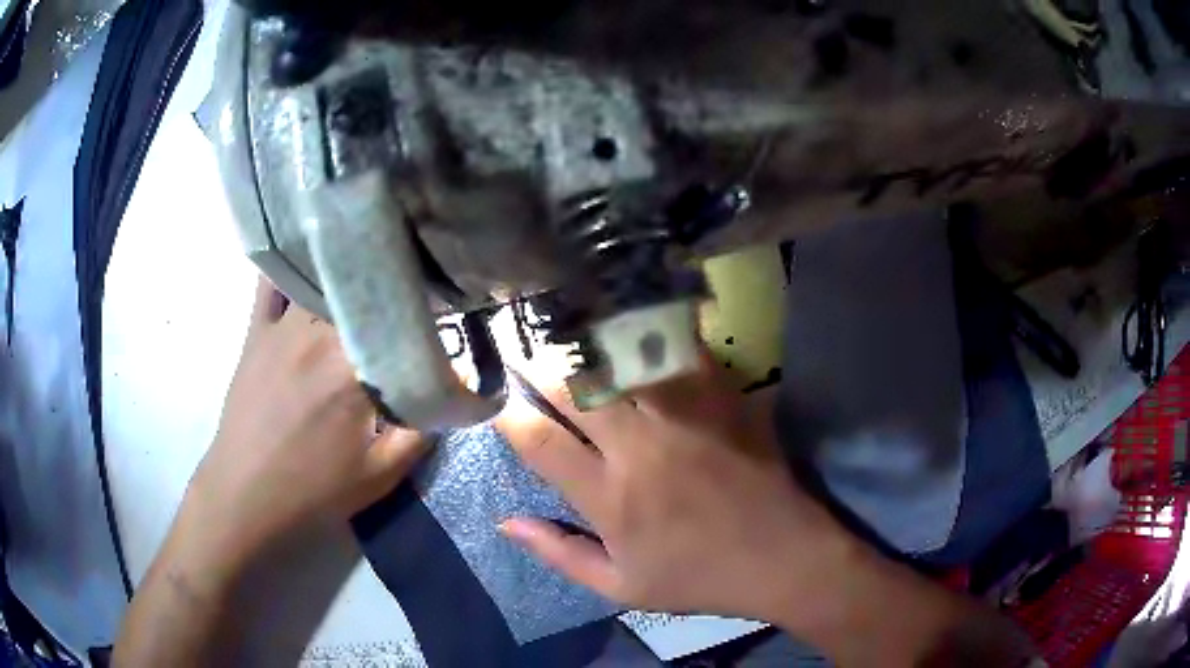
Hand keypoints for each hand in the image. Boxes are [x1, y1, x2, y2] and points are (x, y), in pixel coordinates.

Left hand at [183, 278, 428, 569]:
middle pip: (365, 294)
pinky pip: (273, 282)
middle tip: (411, 296)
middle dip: (392, 292)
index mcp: (353, 369)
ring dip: (350, 279)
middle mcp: (319, 333)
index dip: (429, 313)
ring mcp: (283, 326)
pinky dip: (292, 266)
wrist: (245, 497)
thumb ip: (422, 431)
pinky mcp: (257, 330)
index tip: (446, 315)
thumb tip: (453, 389)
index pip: (402, 321)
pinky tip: (309, 258)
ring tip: (370, 274)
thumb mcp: (381, 476)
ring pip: (324, 280)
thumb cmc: (314, 492)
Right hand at [495, 352, 862, 624]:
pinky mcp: (722, 399)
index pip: (540, 443)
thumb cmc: (698, 578)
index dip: (509, 415)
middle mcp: (639, 448)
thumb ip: (559, 554)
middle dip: (541, 369)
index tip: (497, 400)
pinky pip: (680, 352)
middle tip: (526, 356)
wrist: (782, 557)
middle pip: (575, 388)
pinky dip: (653, 335)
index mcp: (610, 498)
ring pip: (622, 361)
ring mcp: (684, 417)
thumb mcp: (620, 587)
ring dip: (589, 346)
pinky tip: (636, 326)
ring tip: (569, 334)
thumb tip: (505, 522)